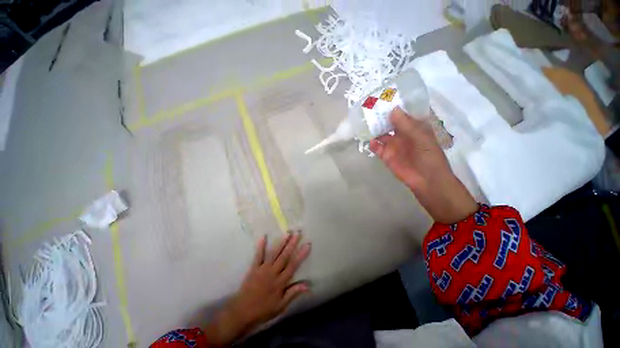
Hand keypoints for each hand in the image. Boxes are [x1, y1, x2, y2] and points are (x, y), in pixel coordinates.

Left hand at [204, 232, 310, 344]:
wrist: (242, 313)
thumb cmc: (263, 310)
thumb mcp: (281, 306)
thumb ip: (293, 293)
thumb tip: (308, 285)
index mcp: (281, 282)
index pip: (293, 265)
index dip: (301, 254)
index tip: (307, 244)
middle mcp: (273, 272)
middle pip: (285, 256)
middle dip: (292, 244)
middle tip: (298, 233)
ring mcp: (263, 269)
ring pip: (274, 253)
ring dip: (281, 243)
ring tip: (287, 233)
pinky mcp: (254, 268)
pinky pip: (258, 255)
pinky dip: (261, 246)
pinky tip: (263, 236)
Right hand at [369, 107, 476, 223]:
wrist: (426, 179)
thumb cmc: (428, 155)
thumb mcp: (420, 136)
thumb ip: (406, 124)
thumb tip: (393, 109)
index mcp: (414, 126)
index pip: (403, 112)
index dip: (395, 104)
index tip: (385, 95)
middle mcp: (402, 133)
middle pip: (389, 121)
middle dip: (381, 115)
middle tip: (369, 107)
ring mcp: (393, 144)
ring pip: (381, 133)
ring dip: (374, 128)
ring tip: (364, 121)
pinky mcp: (385, 155)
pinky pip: (376, 147)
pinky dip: (372, 143)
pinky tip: (370, 140)